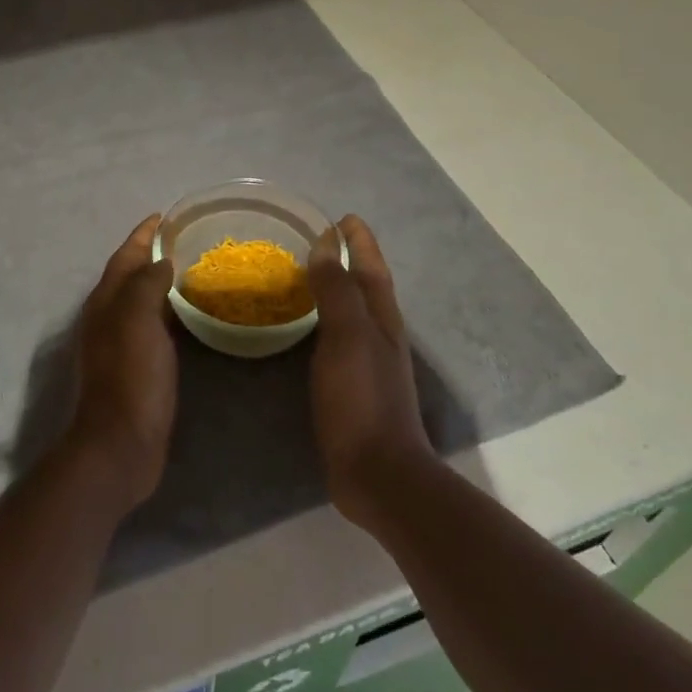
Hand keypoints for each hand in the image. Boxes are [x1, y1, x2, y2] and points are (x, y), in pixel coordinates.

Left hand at [64, 214, 177, 510]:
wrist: (120, 445)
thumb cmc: (130, 376)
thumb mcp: (138, 320)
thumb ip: (147, 284)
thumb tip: (161, 261)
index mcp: (105, 302)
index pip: (125, 256)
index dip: (143, 234)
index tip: (165, 216)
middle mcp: (107, 318)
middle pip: (129, 275)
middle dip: (151, 254)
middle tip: (185, 240)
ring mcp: (119, 344)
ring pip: (140, 301)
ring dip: (159, 282)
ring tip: (191, 270)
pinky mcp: (135, 368)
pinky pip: (152, 326)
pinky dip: (167, 311)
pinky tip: (188, 316)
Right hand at [308, 215, 436, 528]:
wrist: (379, 473)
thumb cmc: (361, 399)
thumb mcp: (346, 337)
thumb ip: (336, 290)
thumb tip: (325, 245)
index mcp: (382, 317)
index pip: (371, 266)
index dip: (359, 241)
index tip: (342, 218)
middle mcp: (380, 333)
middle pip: (367, 285)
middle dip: (350, 259)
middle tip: (320, 240)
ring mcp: (370, 362)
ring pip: (355, 311)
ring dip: (339, 287)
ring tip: (311, 275)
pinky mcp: (355, 386)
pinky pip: (340, 337)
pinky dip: (327, 319)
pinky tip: (310, 328)